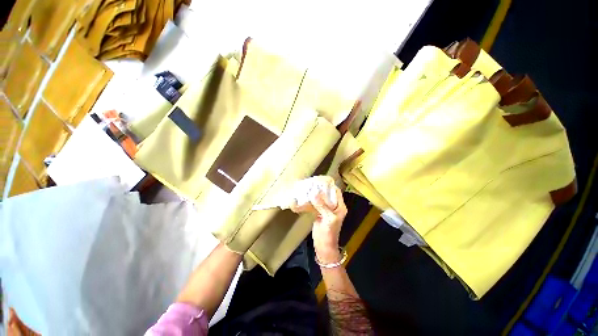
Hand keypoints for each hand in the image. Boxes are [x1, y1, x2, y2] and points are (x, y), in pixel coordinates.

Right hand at [291, 177, 347, 263]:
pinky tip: (302, 199)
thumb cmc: (329, 235)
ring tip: (305, 189)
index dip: (330, 185)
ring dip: (313, 195)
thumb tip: (315, 193)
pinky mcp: (319, 214)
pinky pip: (314, 205)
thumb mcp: (328, 219)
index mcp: (339, 207)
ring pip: (320, 199)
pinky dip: (309, 202)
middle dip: (319, 189)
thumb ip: (322, 206)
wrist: (324, 247)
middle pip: (327, 194)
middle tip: (311, 183)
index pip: (336, 192)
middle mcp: (333, 207)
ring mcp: (325, 210)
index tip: (321, 180)